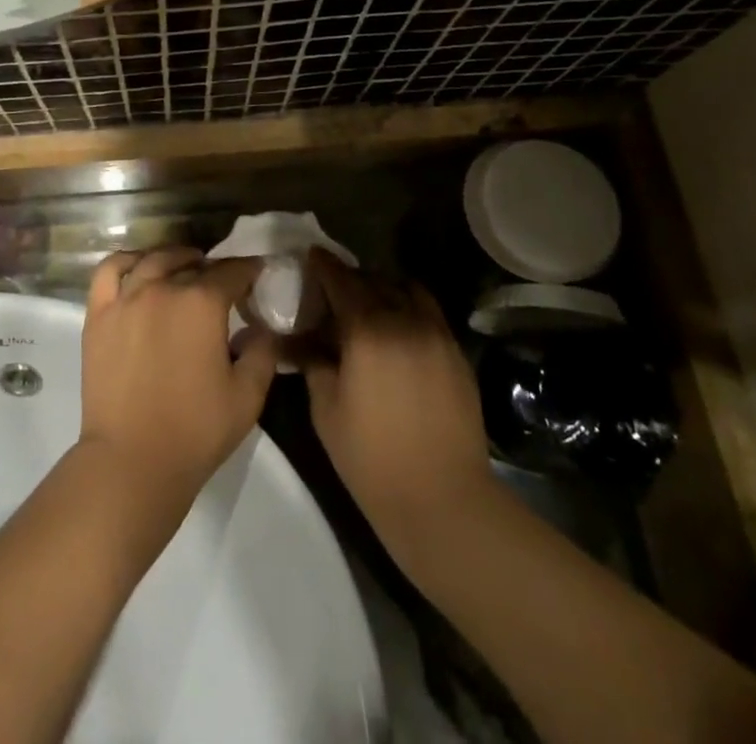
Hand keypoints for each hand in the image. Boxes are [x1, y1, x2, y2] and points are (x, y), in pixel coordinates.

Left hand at [80, 249, 278, 508]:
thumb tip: (262, 326)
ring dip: (175, 258)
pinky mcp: (98, 314)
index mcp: (202, 303)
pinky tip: (138, 266)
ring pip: (153, 260)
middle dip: (214, 268)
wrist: (132, 461)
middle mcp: (163, 288)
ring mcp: (126, 298)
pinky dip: (127, 260)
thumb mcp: (248, 396)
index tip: (258, 273)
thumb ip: (263, 352)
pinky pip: (110, 271)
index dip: (249, 269)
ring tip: (185, 266)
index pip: (232, 272)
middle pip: (192, 263)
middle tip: (223, 282)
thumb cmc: (195, 431)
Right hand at [300, 252, 490, 563]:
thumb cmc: (372, 459)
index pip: (341, 281)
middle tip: (334, 290)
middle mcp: (405, 320)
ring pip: (408, 291)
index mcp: (367, 330)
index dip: (324, 265)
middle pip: (375, 281)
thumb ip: (312, 362)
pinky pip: (430, 314)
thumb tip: (299, 339)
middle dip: (352, 278)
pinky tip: (398, 331)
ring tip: (371, 305)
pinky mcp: (457, 354)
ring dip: (385, 288)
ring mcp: (437, 335)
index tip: (312, 255)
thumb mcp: (326, 409)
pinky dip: (410, 308)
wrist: (443, 501)